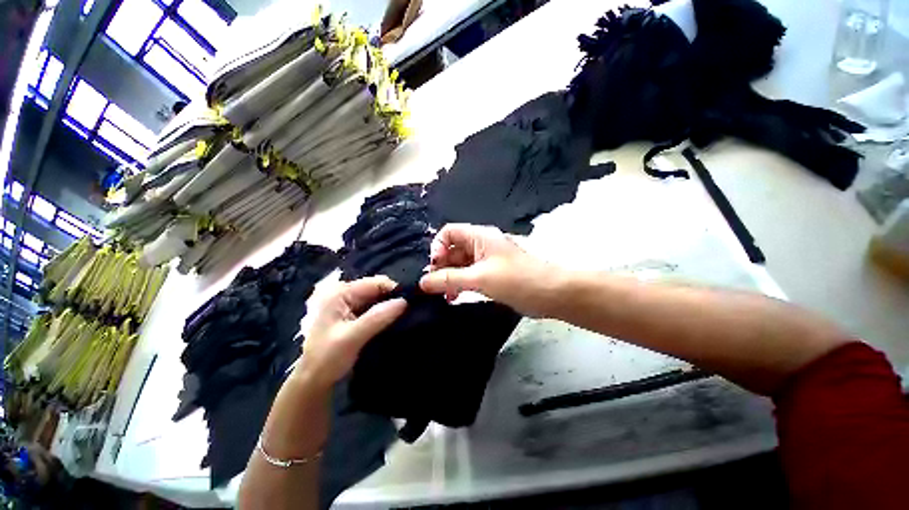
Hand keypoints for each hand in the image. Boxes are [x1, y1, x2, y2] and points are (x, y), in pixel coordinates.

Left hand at [297, 276, 405, 387]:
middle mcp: (345, 294)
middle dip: (393, 299)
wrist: (314, 382)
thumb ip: (377, 318)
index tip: (410, 303)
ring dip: (391, 307)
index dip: (394, 290)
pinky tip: (395, 322)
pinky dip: (385, 314)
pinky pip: (375, 309)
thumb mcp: (352, 338)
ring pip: (378, 300)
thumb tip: (404, 301)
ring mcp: (350, 305)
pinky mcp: (355, 316)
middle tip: (410, 311)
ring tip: (406, 317)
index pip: (375, 283)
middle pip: (377, 289)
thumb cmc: (327, 359)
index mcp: (340, 293)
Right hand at [419, 224, 556, 316]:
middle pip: (452, 250)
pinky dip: (460, 285)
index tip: (435, 266)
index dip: (437, 246)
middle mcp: (481, 245)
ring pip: (460, 265)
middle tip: (434, 287)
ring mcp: (487, 261)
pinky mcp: (491, 275)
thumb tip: (422, 282)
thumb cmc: (516, 279)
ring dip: (449, 278)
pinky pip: (469, 276)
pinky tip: (455, 297)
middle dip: (441, 266)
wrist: (552, 293)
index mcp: (479, 236)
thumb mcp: (480, 278)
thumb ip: (449, 279)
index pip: (449, 232)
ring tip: (444, 295)